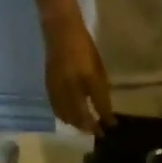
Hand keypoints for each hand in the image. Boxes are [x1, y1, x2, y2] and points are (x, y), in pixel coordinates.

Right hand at [42, 13, 113, 133]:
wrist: (59, 29)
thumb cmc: (83, 46)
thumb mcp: (97, 66)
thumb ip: (101, 90)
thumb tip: (107, 113)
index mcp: (86, 76)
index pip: (98, 103)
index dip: (105, 117)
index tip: (112, 127)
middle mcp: (71, 85)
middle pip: (80, 115)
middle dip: (89, 127)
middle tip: (98, 133)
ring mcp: (58, 87)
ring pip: (67, 116)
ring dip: (77, 125)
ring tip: (85, 128)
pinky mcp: (49, 88)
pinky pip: (57, 109)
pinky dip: (65, 118)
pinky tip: (70, 120)